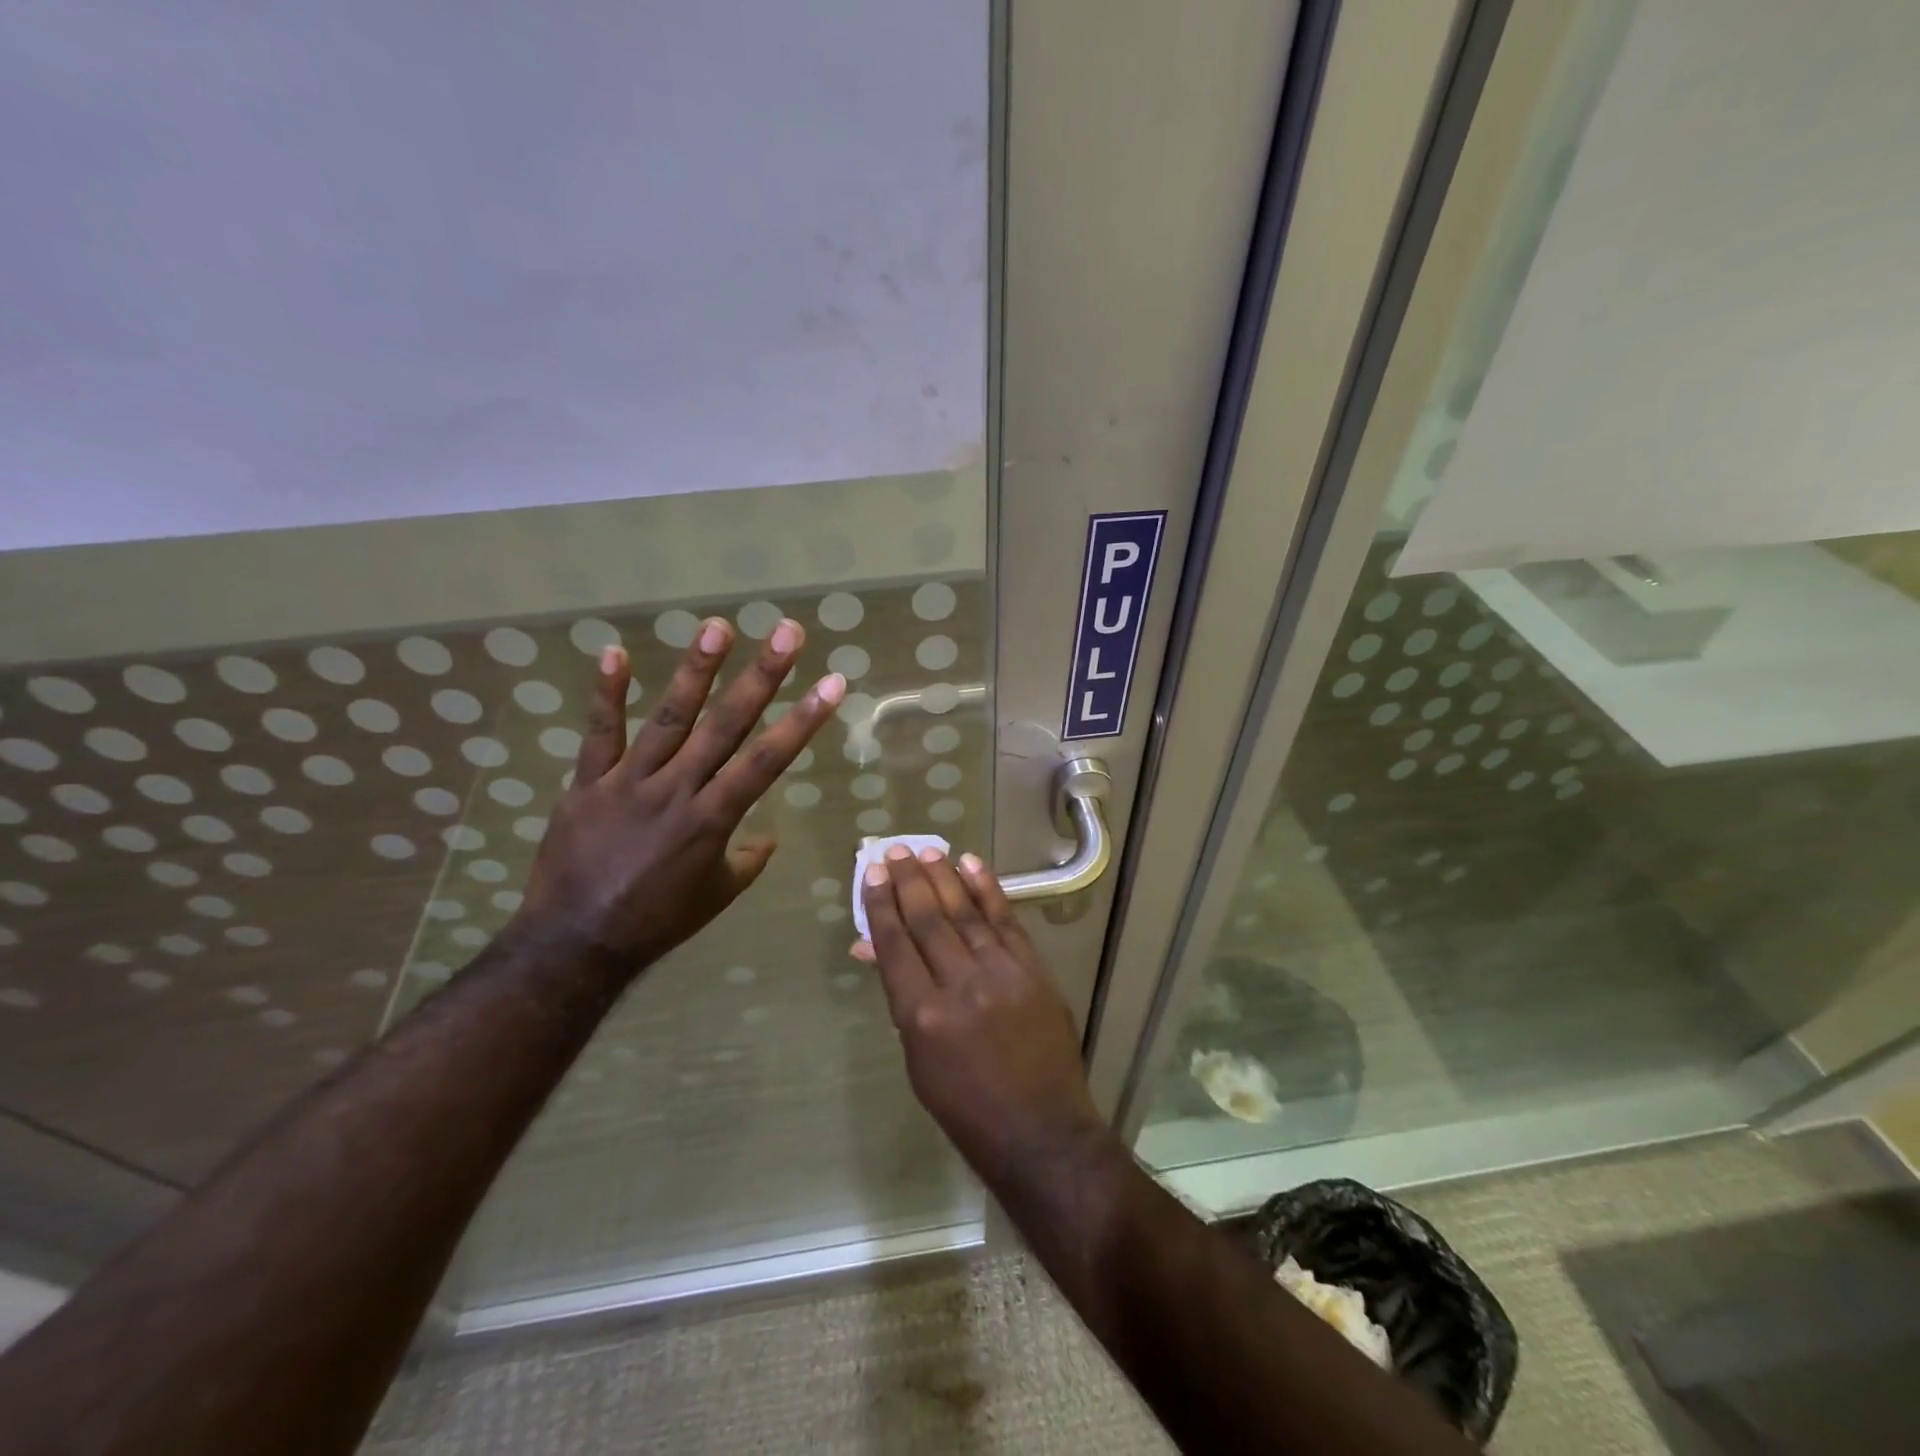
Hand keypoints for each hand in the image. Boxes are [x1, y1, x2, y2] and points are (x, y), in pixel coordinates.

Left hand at [516, 617, 843, 973]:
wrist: (576, 943)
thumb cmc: (657, 921)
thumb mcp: (717, 896)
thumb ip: (746, 861)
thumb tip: (767, 839)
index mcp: (713, 819)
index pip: (768, 760)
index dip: (803, 720)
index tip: (832, 683)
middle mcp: (678, 790)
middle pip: (726, 725)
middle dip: (762, 676)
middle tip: (787, 632)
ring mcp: (629, 782)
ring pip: (668, 718)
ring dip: (696, 671)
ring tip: (717, 627)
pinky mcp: (587, 783)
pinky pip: (599, 734)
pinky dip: (606, 694)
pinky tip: (614, 652)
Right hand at [856, 847, 1113, 1186]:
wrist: (1041, 1131)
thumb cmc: (967, 1107)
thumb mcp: (919, 1059)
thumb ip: (901, 997)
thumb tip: (872, 947)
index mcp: (922, 1017)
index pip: (895, 944)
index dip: (880, 904)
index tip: (871, 874)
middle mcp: (960, 986)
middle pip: (927, 920)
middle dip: (908, 881)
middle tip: (894, 851)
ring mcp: (1001, 974)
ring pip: (964, 912)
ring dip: (943, 876)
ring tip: (925, 849)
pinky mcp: (1033, 970)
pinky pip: (1005, 920)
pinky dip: (987, 889)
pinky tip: (970, 864)